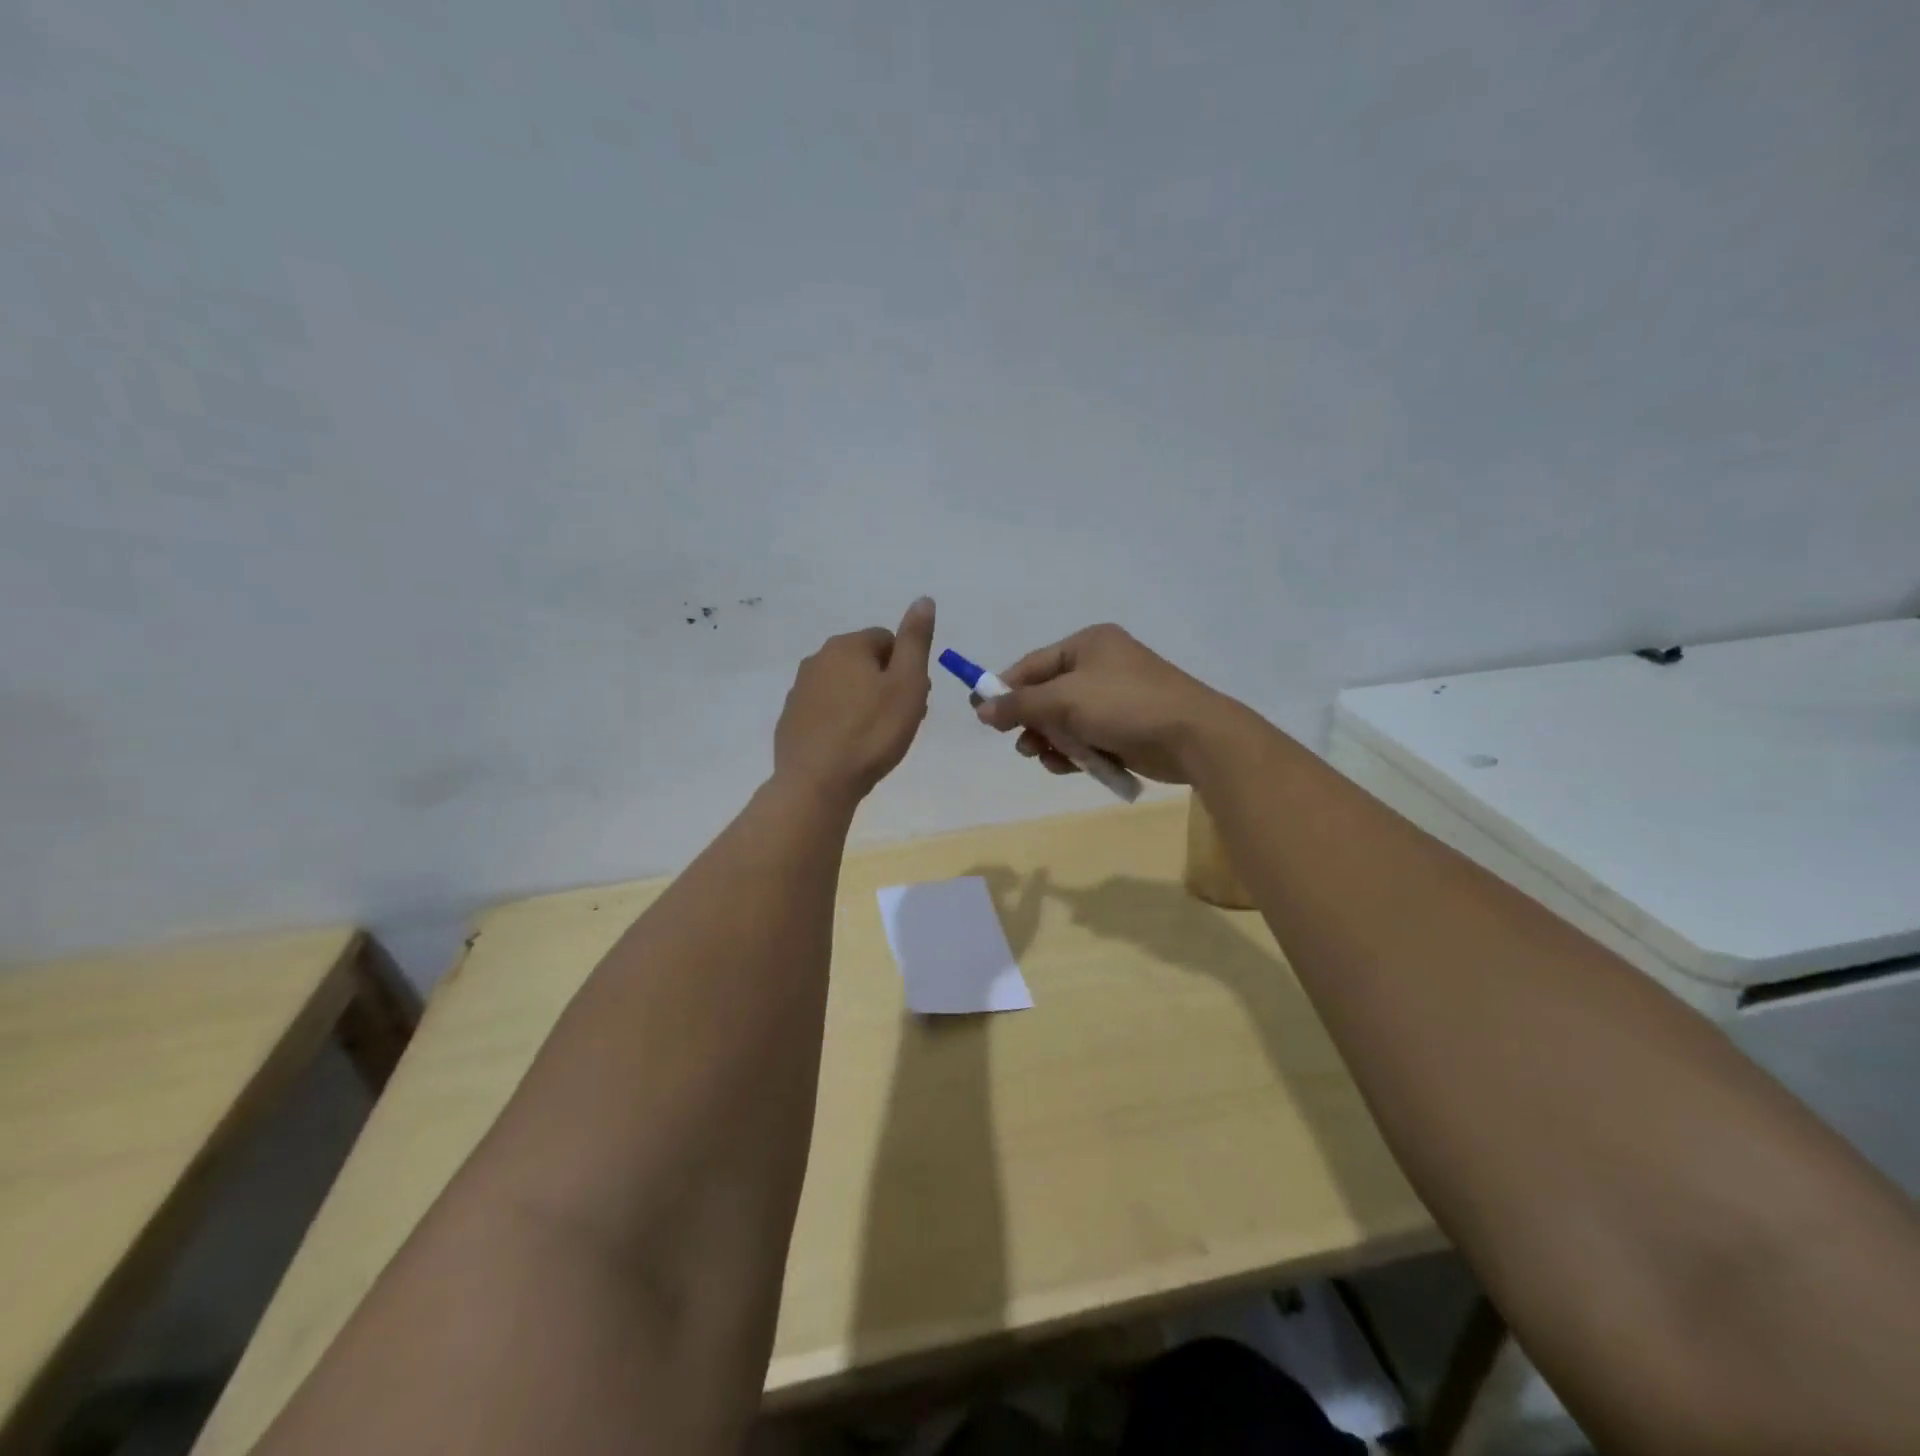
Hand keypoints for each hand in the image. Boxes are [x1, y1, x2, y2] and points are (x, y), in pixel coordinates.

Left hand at [774, 598, 935, 803]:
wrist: (817, 782)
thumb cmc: (872, 732)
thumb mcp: (907, 684)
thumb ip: (916, 641)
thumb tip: (923, 599)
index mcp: (847, 646)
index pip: (888, 640)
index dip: (906, 668)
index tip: (913, 699)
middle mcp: (818, 659)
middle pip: (864, 663)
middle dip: (885, 684)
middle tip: (898, 720)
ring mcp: (799, 690)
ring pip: (844, 687)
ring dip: (863, 703)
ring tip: (876, 737)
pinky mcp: (791, 719)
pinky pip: (825, 710)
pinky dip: (840, 721)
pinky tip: (850, 747)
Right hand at [974, 624, 1238, 783]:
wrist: (1192, 736)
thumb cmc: (1124, 705)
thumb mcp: (1064, 700)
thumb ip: (1019, 704)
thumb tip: (980, 708)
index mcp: (1088, 644)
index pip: (1032, 664)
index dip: (1004, 689)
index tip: (981, 714)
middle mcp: (1101, 666)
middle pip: (1047, 695)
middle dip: (1032, 722)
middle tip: (1022, 744)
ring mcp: (1115, 698)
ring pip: (1065, 721)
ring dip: (1051, 741)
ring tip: (1047, 757)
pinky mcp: (1126, 727)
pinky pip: (1087, 738)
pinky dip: (1075, 752)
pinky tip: (1068, 767)